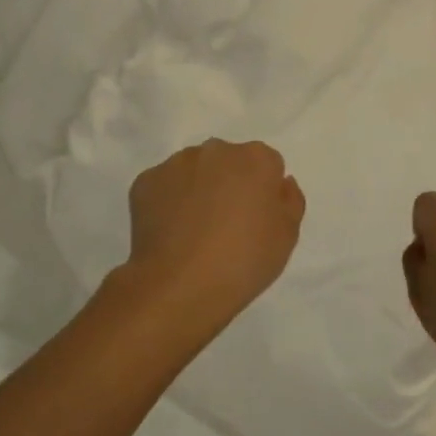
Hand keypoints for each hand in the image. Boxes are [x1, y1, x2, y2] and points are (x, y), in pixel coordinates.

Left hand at [125, 139, 304, 322]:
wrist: (180, 285)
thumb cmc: (244, 261)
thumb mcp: (287, 237)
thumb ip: (289, 201)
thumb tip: (280, 183)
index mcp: (256, 159)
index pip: (267, 164)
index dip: (264, 192)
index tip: (257, 219)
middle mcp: (215, 150)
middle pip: (228, 162)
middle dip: (230, 183)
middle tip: (227, 225)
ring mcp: (176, 164)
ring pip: (194, 170)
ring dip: (198, 189)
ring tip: (195, 231)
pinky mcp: (145, 181)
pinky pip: (164, 186)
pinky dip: (168, 202)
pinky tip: (171, 233)